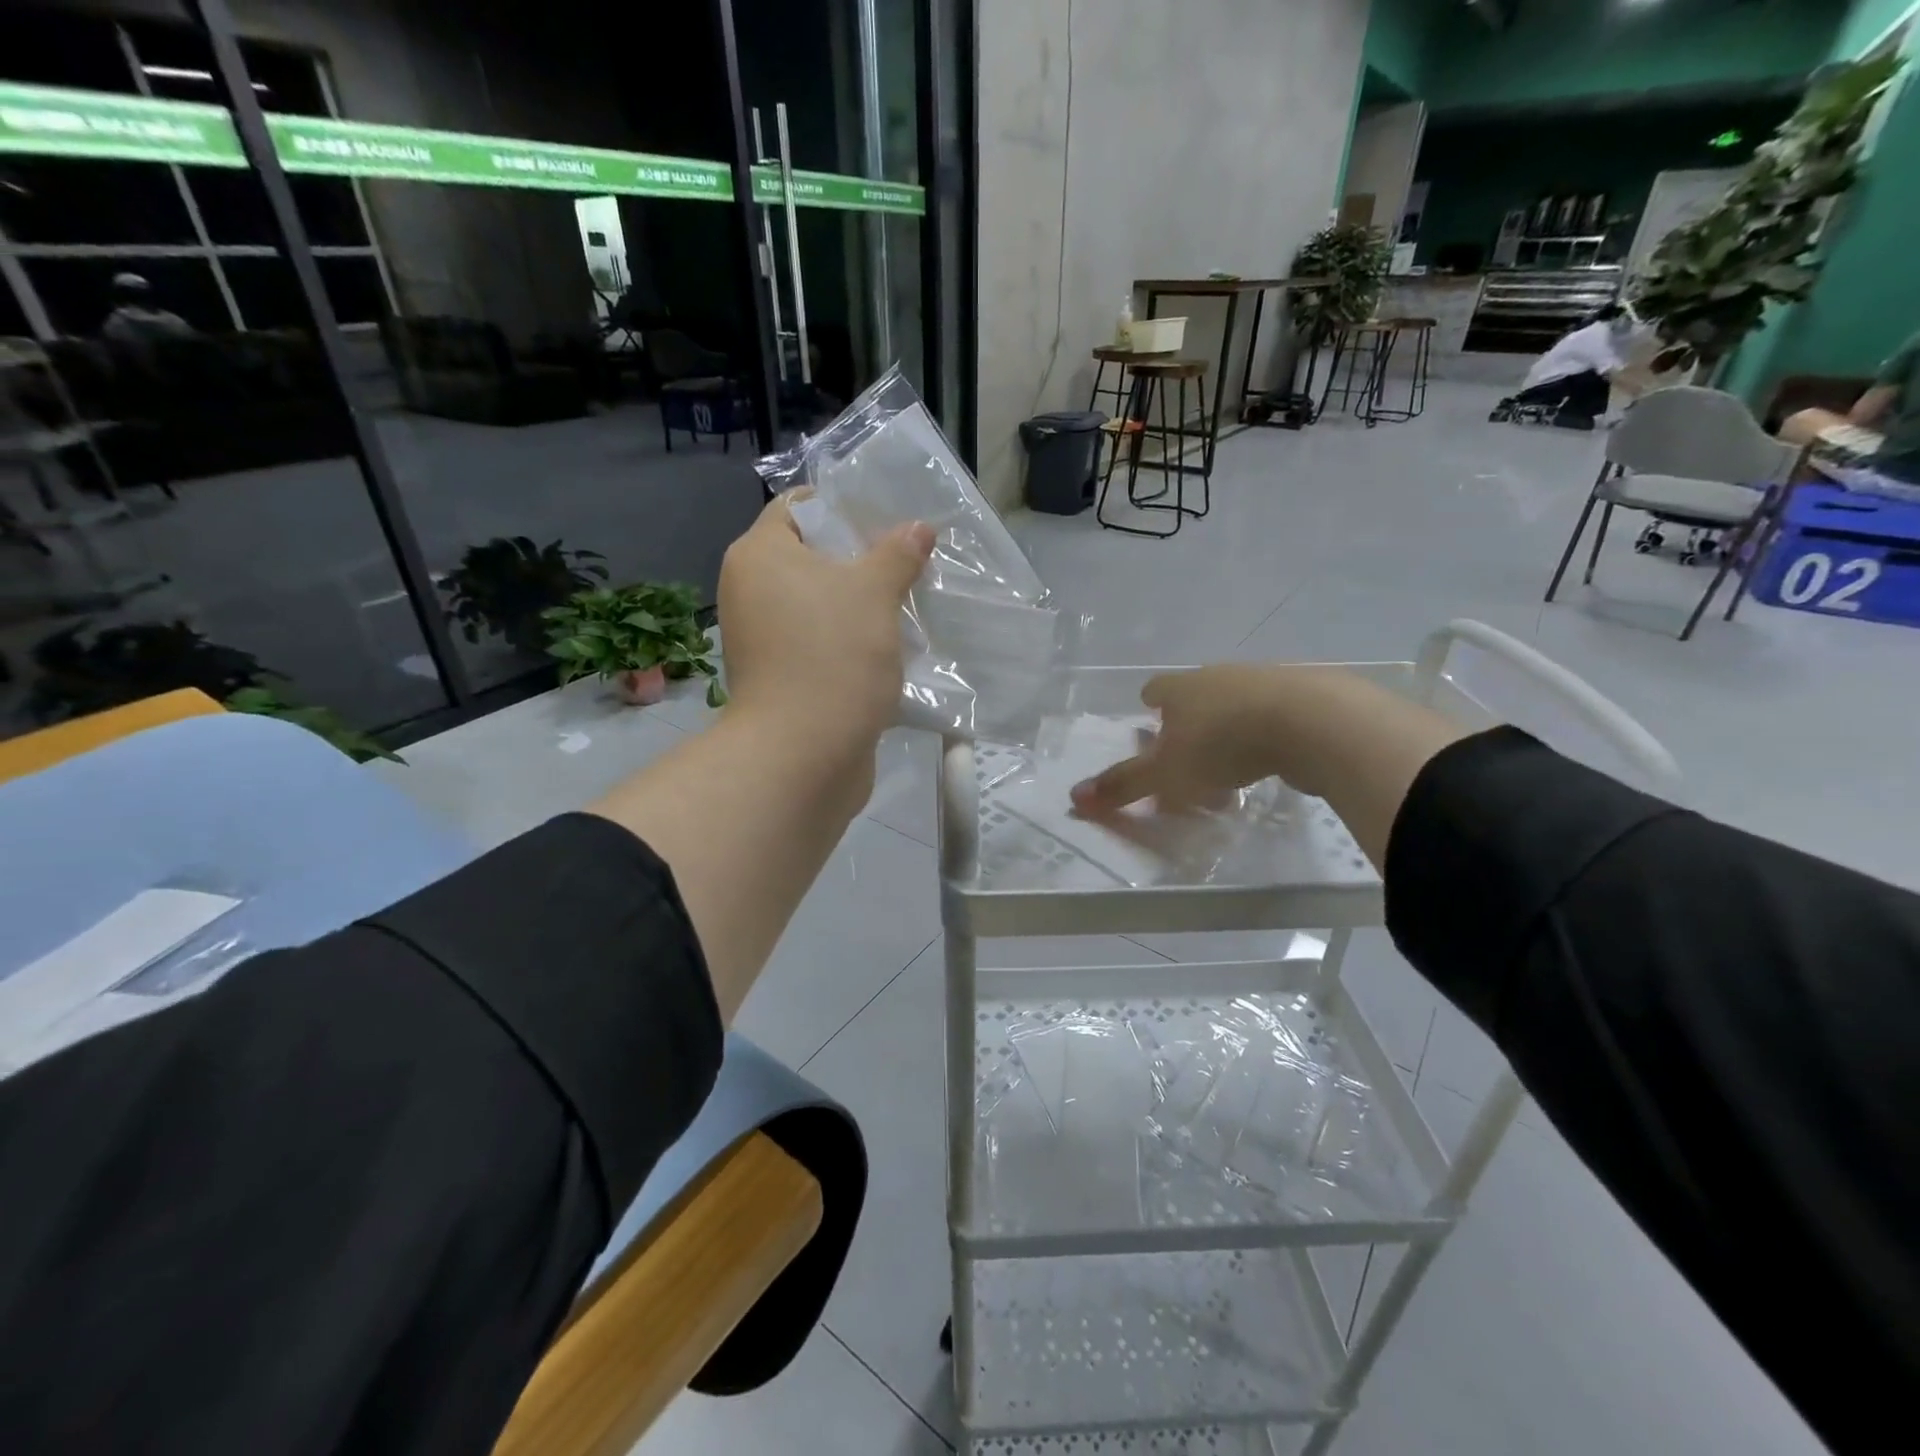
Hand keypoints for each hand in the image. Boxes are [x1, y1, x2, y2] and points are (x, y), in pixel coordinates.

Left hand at [718, 493, 932, 761]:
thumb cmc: (833, 655)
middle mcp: (751, 592)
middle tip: (908, 561)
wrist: (803, 754)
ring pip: (819, 605)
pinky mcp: (782, 677)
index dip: (842, 507)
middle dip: (861, 559)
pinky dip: (851, 641)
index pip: (797, 507)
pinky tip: (893, 646)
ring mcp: (764, 639)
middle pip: (810, 558)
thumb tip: (919, 528)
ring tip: (909, 603)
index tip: (887, 519)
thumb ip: (898, 554)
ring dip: (861, 604)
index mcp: (759, 556)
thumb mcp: (874, 593)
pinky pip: (820, 643)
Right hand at [1069, 665, 1293, 816]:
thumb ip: (1124, 785)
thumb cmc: (1224, 744)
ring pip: (1236, 706)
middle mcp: (1219, 677)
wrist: (1314, 722)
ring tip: (1230, 771)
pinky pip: (1274, 716)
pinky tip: (1272, 763)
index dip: (1150, 706)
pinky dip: (1266, 737)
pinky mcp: (1306, 697)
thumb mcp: (1166, 773)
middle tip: (1188, 759)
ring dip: (1229, 732)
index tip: (1151, 723)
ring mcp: (1265, 682)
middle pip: (1196, 696)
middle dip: (1190, 724)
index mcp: (1182, 688)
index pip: (1157, 689)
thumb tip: (1073, 798)